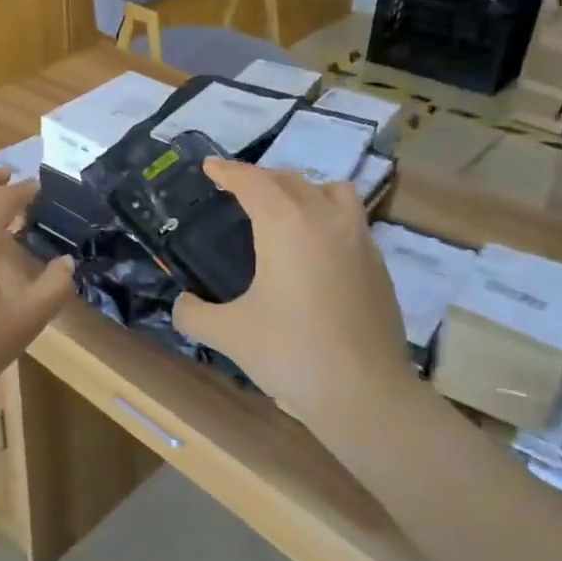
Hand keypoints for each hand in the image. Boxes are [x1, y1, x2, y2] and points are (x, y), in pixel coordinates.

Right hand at [172, 161, 413, 427]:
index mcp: (286, 225)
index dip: (228, 171)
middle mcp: (325, 219)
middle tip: (237, 190)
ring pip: (329, 191)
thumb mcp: (229, 334)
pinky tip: (314, 248)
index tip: (210, 167)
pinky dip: (326, 215)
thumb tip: (183, 304)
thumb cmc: (291, 354)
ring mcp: (359, 239)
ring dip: (301, 189)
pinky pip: (349, 218)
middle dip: (260, 178)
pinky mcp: (378, 263)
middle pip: (290, 180)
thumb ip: (195, 314)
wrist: (366, 393)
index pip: (253, 182)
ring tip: (283, 209)